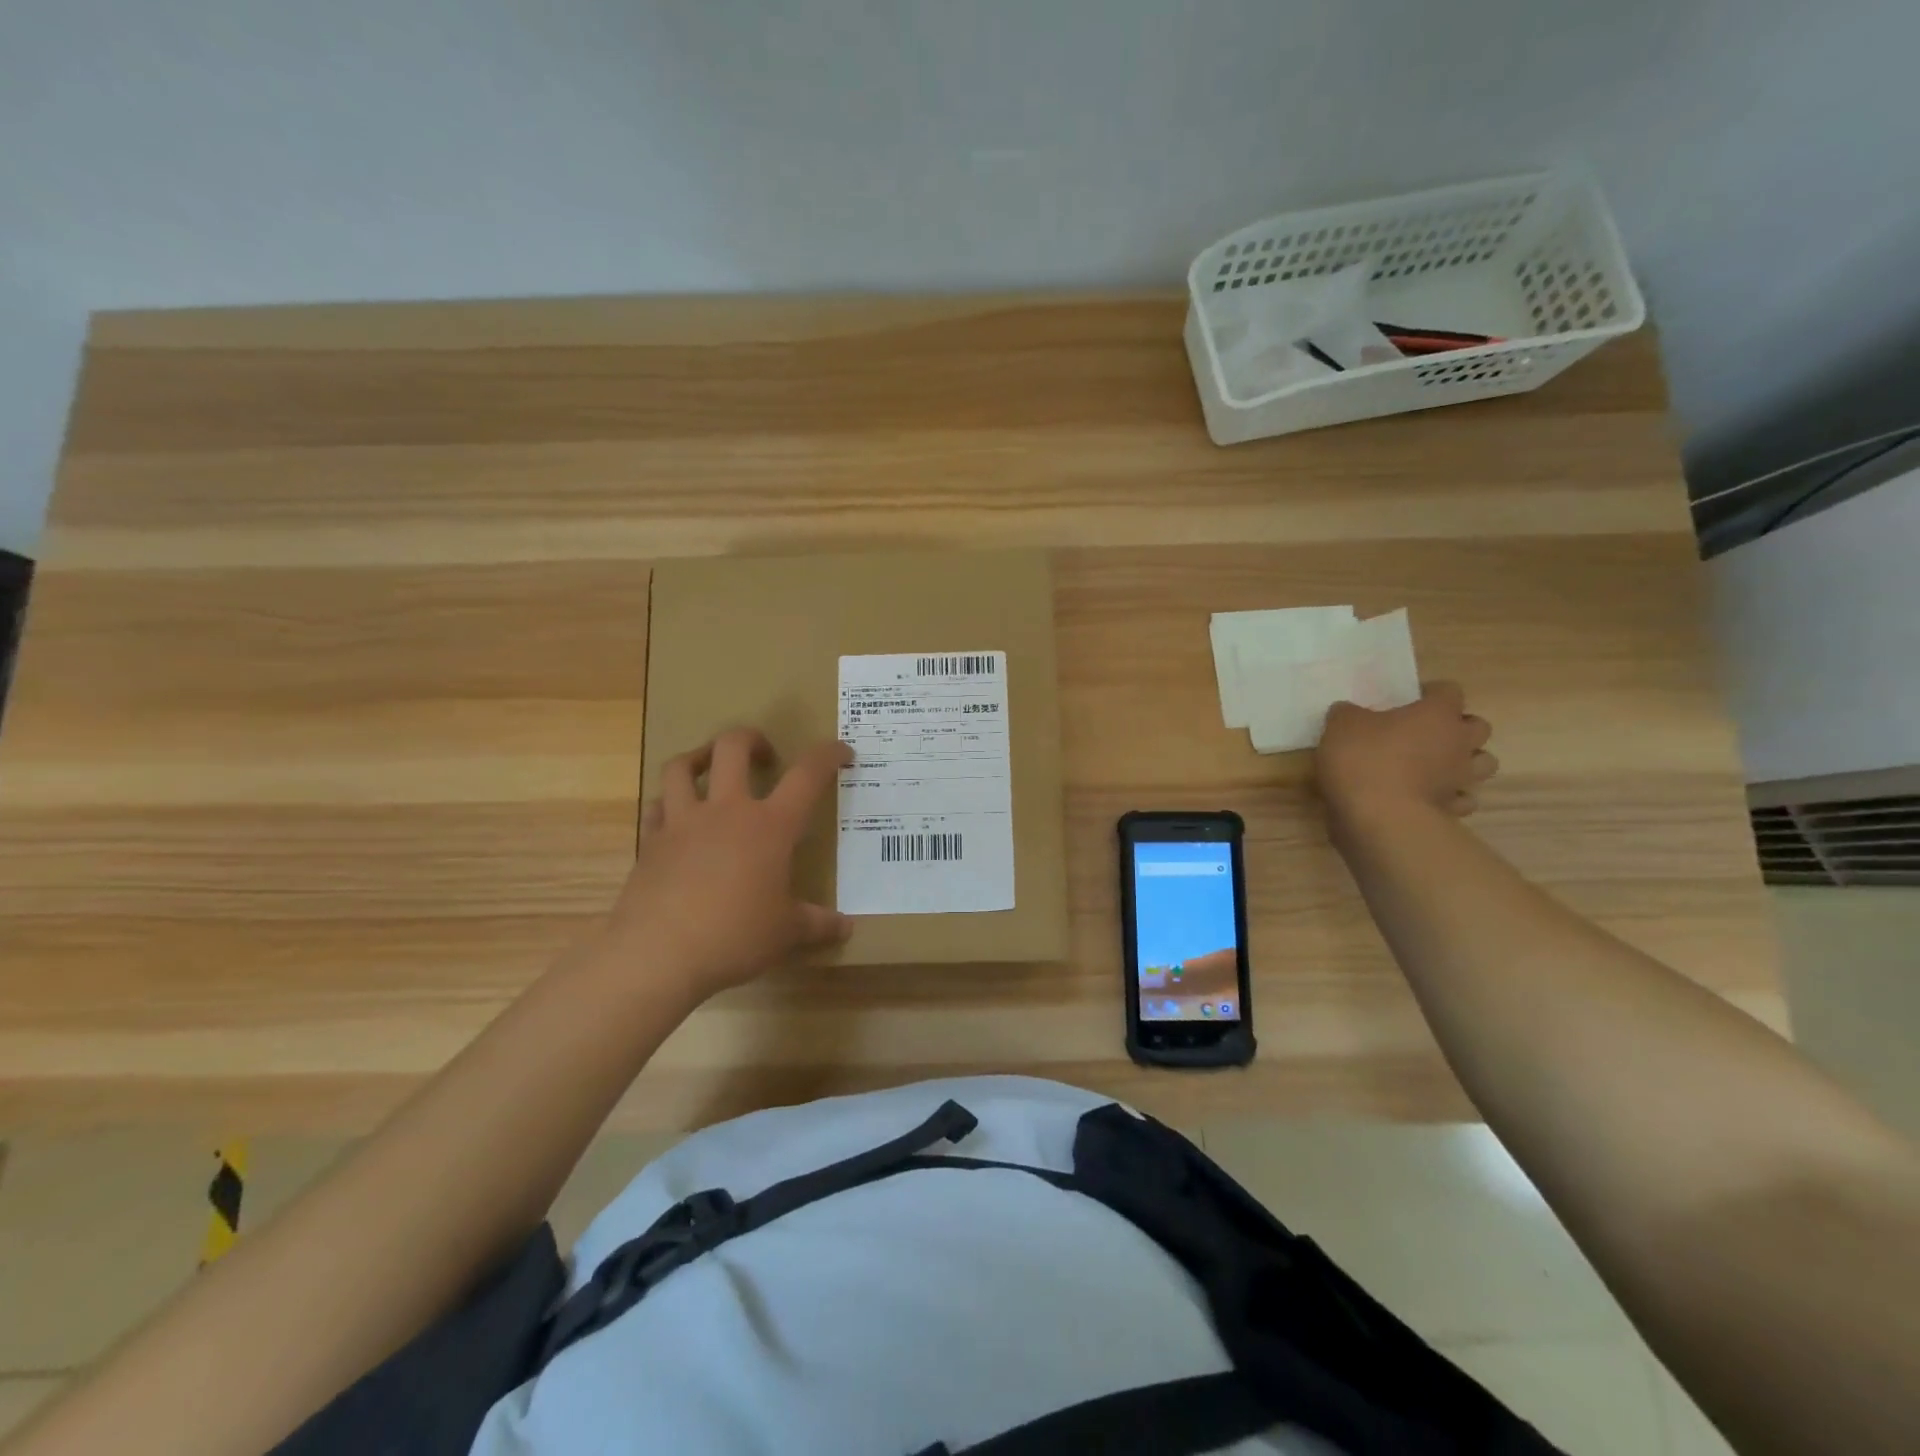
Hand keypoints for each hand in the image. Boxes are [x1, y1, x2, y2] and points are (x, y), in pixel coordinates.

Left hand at [607, 728, 853, 1000]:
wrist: (657, 954)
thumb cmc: (734, 936)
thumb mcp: (785, 933)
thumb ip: (817, 924)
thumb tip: (845, 928)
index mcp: (770, 826)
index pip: (807, 774)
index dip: (828, 755)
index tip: (842, 752)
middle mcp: (726, 811)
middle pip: (733, 747)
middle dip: (751, 739)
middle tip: (765, 755)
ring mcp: (683, 822)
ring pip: (682, 766)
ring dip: (699, 756)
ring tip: (711, 766)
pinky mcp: (651, 842)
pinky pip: (657, 806)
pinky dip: (669, 802)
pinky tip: (677, 816)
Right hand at [1315, 681, 1498, 832]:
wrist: (1377, 817)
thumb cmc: (1363, 760)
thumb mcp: (1341, 725)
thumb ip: (1348, 714)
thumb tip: (1349, 712)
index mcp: (1436, 714)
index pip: (1450, 691)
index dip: (1432, 693)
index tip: (1410, 700)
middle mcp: (1458, 742)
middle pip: (1479, 726)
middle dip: (1458, 727)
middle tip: (1428, 732)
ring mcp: (1460, 778)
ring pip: (1483, 763)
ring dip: (1465, 761)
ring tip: (1436, 765)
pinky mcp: (1453, 810)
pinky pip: (1463, 799)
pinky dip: (1451, 796)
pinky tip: (1429, 797)